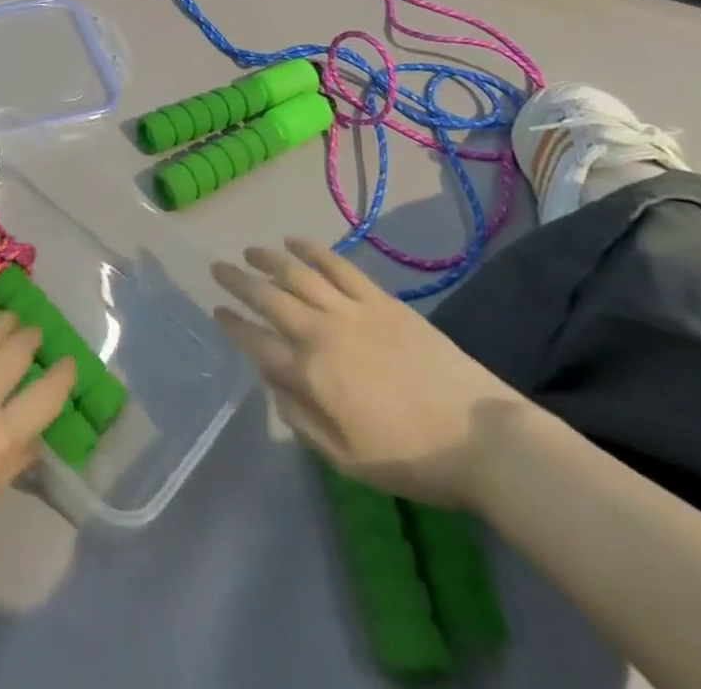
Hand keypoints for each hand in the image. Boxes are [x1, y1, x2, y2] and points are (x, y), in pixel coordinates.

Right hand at [212, 240, 527, 508]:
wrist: (482, 438)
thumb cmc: (411, 458)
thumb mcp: (346, 459)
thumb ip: (301, 419)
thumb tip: (273, 383)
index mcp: (310, 374)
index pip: (257, 341)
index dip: (233, 324)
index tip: (217, 311)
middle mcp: (321, 333)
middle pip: (269, 298)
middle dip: (239, 281)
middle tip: (217, 268)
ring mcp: (351, 311)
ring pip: (298, 274)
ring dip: (268, 259)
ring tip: (249, 250)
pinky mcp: (380, 300)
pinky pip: (338, 266)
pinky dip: (312, 250)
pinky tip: (294, 241)